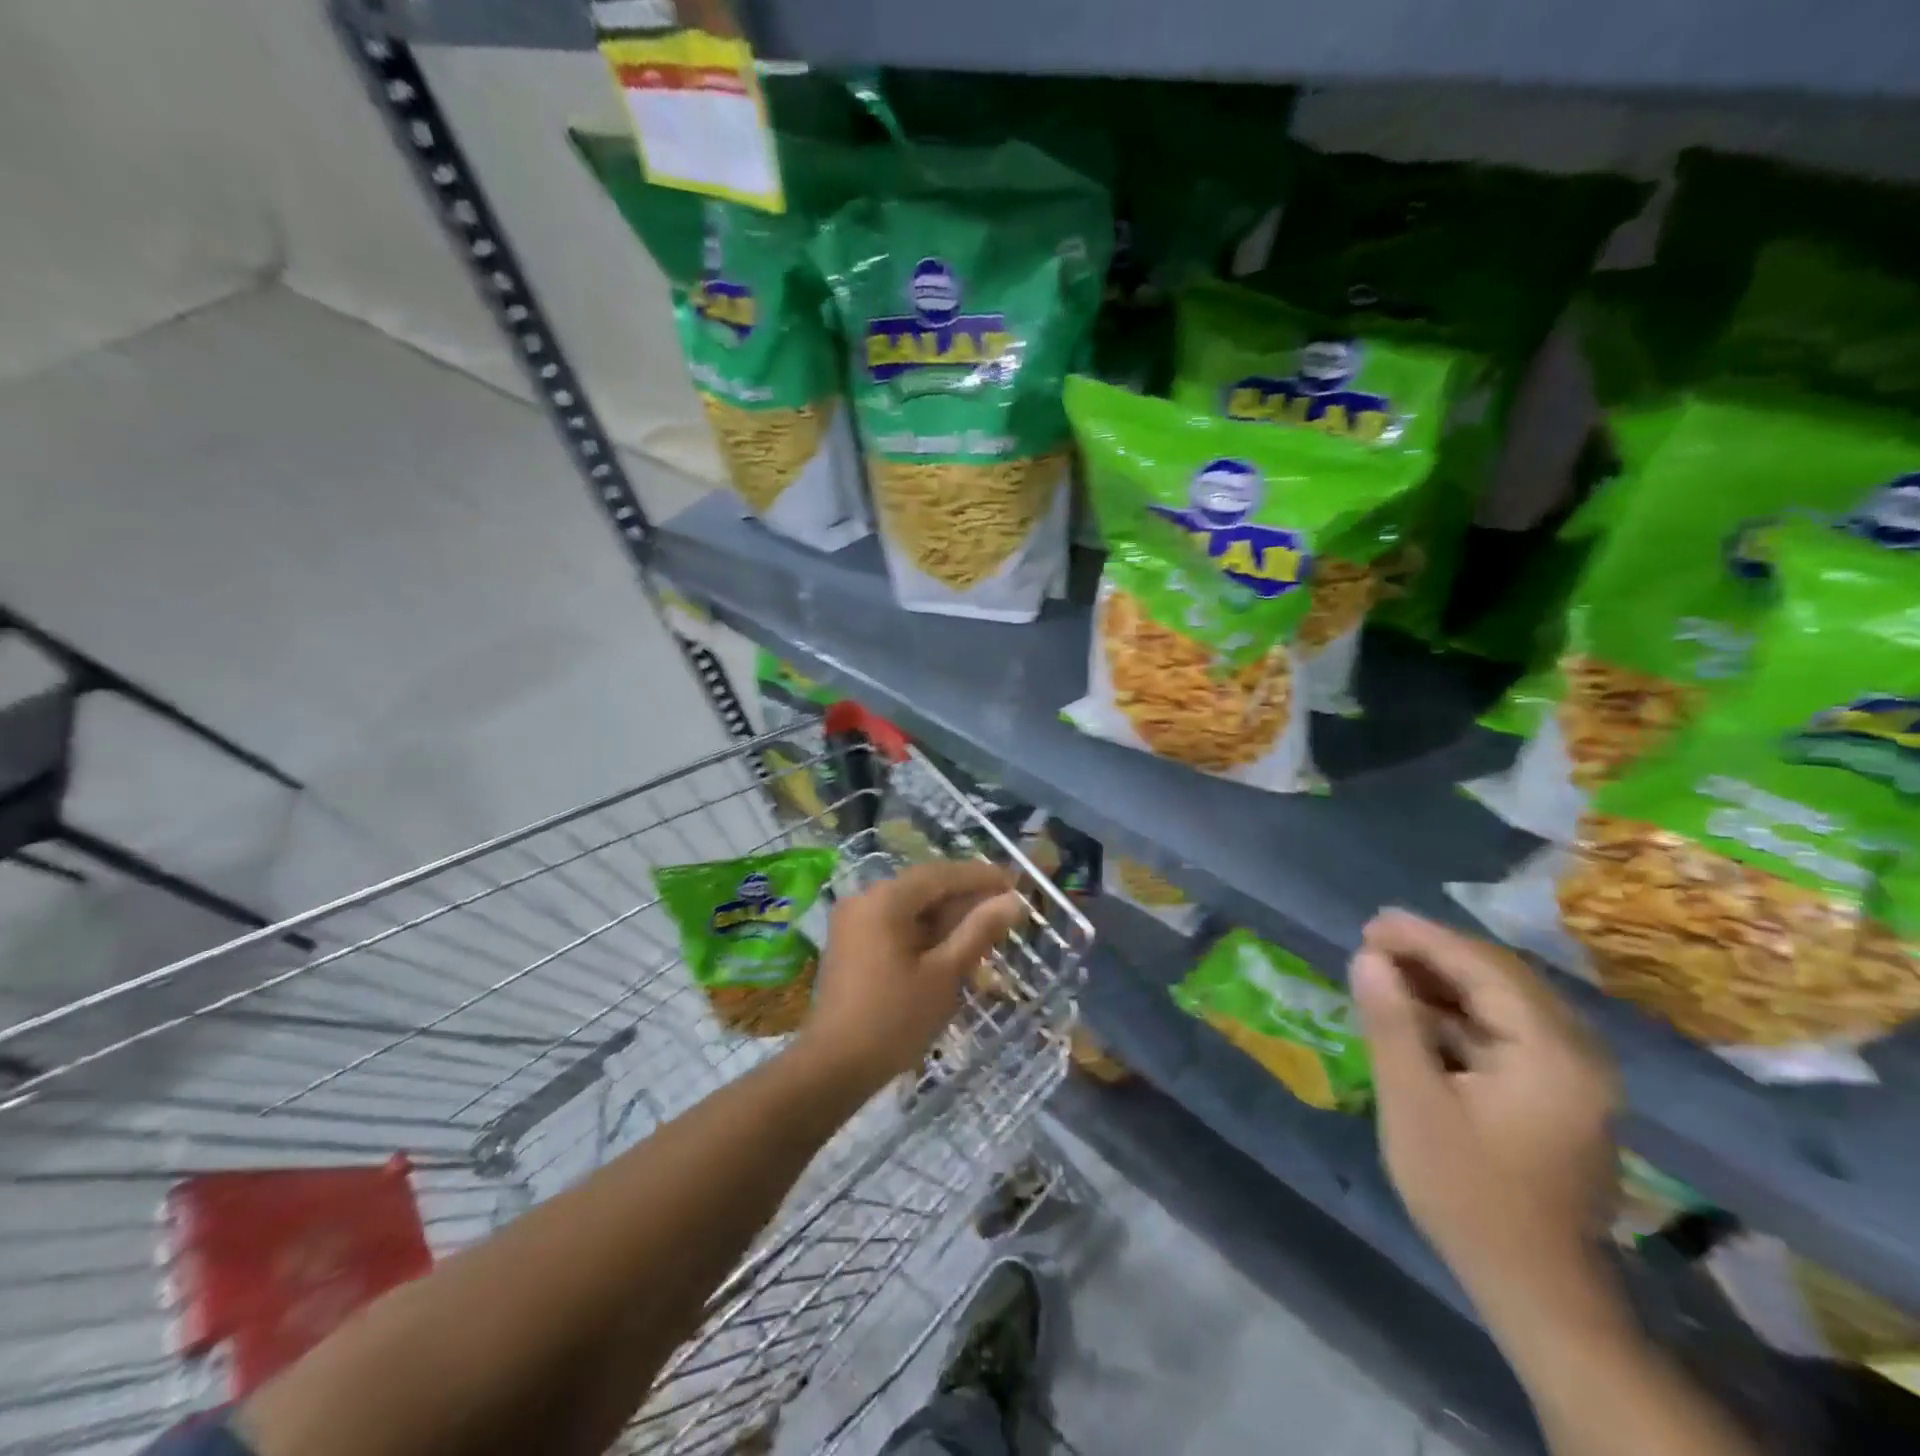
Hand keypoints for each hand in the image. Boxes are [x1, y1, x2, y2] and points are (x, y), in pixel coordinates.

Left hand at [799, 861, 1026, 1087]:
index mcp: (885, 899)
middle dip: (965, 896)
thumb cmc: (894, 1020)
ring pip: (911, 905)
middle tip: (1005, 908)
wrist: (833, 1067)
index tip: (1015, 882)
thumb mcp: (944, 974)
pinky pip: (895, 922)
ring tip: (985, 929)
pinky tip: (951, 946)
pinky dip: (924, 929)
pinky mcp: (851, 942)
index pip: (941, 874)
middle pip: (924, 886)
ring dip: (946, 915)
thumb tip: (1012, 901)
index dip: (980, 876)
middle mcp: (865, 898)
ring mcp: (854, 920)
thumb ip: (978, 931)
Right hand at [1351, 910, 1618, 1321]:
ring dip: (1445, 980)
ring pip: (1504, 1000)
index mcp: (1552, 1054)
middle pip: (1501, 977)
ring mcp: (1574, 1074)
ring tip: (1385, 967)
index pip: (1485, 970)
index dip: (1424, 939)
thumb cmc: (1467, 1194)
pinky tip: (1417, 1010)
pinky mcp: (1559, 1092)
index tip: (1371, 923)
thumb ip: (1391, 1024)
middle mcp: (1577, 1054)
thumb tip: (1367, 958)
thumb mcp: (1414, 1104)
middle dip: (1434, 952)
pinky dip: (1459, 1011)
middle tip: (1372, 940)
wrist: (1534, 1286)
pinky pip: (1507, 1028)